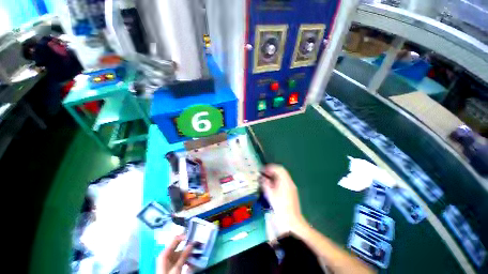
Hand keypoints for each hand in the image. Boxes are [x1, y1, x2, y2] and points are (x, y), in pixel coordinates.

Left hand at [159, 235, 193, 273]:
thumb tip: (191, 244)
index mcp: (165, 253)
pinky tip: (191, 259)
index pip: (175, 239)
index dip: (183, 236)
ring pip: (181, 252)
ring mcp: (169, 259)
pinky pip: (180, 258)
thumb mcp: (177, 267)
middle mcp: (167, 254)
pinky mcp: (172, 264)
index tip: (192, 236)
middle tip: (196, 242)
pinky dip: (186, 258)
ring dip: (188, 252)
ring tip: (196, 251)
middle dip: (187, 244)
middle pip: (178, 246)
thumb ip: (184, 255)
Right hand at [261, 164, 306, 232]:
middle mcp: (289, 182)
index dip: (269, 167)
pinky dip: (277, 181)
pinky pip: (283, 182)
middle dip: (271, 171)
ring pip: (282, 177)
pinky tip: (272, 186)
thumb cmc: (279, 206)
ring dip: (274, 176)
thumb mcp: (270, 194)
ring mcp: (291, 187)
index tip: (262, 170)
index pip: (278, 168)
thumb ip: (265, 183)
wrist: (291, 220)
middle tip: (263, 174)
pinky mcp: (291, 192)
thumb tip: (261, 177)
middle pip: (281, 172)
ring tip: (266, 180)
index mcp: (285, 181)